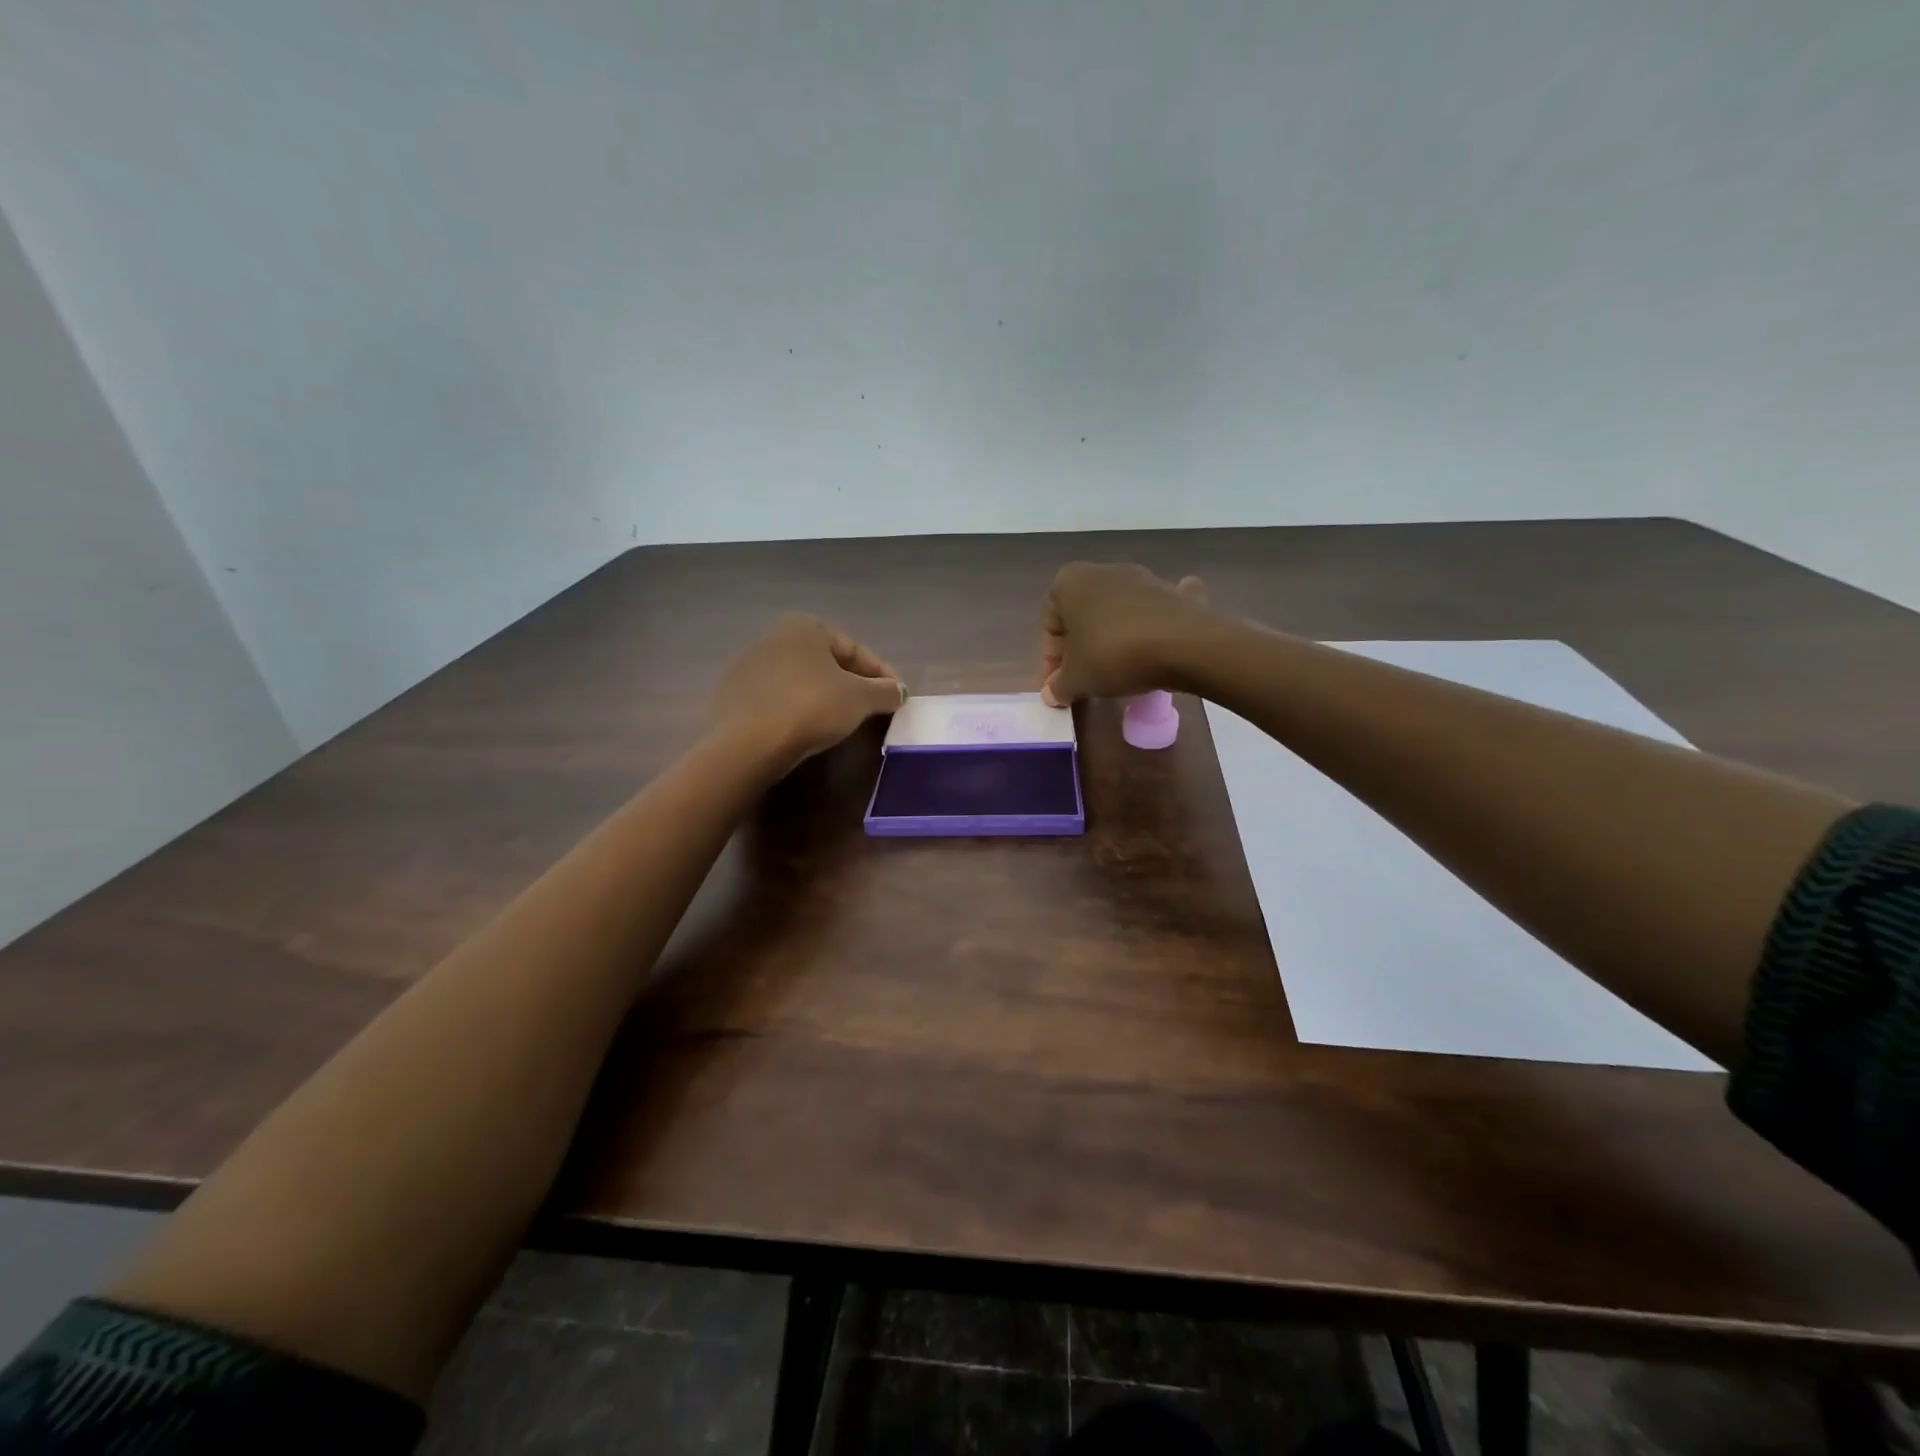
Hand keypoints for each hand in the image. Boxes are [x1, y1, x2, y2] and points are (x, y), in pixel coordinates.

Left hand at [713, 613, 905, 769]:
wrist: (748, 743)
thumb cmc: (811, 707)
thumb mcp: (860, 699)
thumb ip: (885, 691)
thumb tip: (899, 691)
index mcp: (804, 626)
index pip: (855, 650)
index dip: (882, 675)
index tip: (898, 697)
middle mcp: (773, 636)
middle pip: (827, 663)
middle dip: (853, 685)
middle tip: (874, 710)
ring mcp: (748, 666)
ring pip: (802, 681)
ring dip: (826, 698)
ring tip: (844, 723)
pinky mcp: (733, 696)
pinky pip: (778, 700)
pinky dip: (798, 711)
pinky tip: (808, 731)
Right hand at [1040, 563, 1211, 705]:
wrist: (1183, 644)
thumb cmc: (1113, 655)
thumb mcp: (1076, 679)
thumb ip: (1059, 686)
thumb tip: (1052, 693)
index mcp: (1070, 582)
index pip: (1049, 626)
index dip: (1050, 661)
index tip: (1059, 687)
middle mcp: (1103, 571)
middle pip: (1083, 616)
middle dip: (1081, 647)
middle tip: (1084, 680)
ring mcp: (1142, 578)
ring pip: (1117, 611)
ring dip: (1112, 636)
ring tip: (1118, 670)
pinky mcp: (1174, 592)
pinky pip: (1157, 608)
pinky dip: (1154, 621)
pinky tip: (1158, 639)